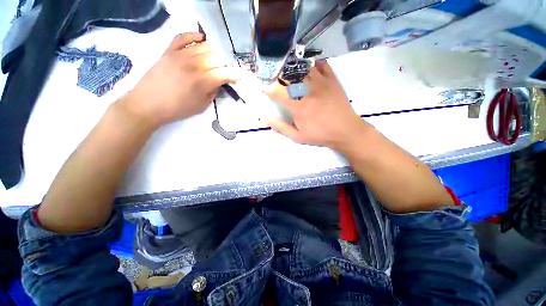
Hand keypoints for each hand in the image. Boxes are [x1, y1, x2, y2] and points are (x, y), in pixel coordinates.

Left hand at [118, 33, 239, 127]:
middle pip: (216, 57)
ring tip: (218, 56)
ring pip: (203, 46)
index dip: (233, 75)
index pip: (224, 74)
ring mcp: (180, 55)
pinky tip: (201, 38)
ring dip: (214, 50)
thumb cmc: (177, 109)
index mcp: (202, 81)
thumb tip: (218, 83)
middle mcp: (193, 65)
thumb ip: (212, 93)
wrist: (147, 104)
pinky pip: (183, 37)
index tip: (238, 77)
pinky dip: (194, 35)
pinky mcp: (169, 51)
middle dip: (226, 62)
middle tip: (228, 67)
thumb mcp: (201, 106)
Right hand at [264, 61, 368, 150]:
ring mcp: (321, 82)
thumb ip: (281, 127)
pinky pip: (320, 64)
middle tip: (275, 81)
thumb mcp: (298, 137)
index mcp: (298, 106)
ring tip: (289, 74)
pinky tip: (308, 70)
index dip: (268, 89)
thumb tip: (265, 119)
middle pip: (288, 75)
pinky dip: (311, 64)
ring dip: (292, 69)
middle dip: (277, 77)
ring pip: (302, 67)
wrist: (346, 130)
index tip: (265, 90)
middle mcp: (307, 90)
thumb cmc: (320, 135)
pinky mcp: (332, 79)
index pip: (277, 91)